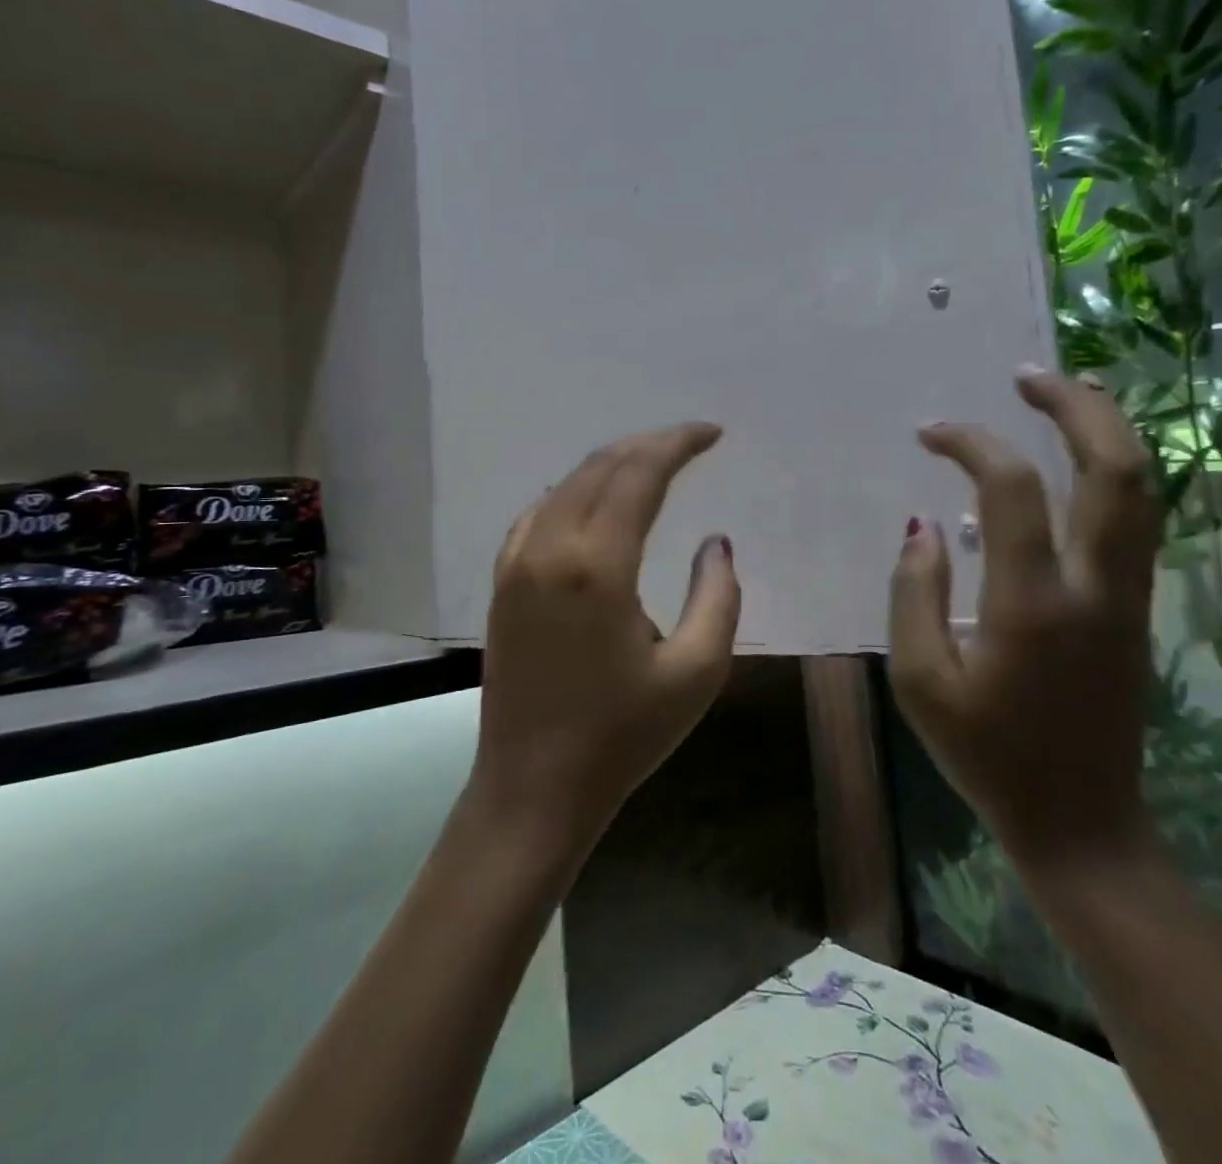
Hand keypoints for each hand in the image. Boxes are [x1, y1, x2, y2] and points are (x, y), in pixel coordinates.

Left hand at [473, 423, 740, 846]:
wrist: (533, 787)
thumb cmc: (622, 736)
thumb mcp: (696, 673)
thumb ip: (718, 597)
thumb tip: (715, 543)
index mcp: (598, 565)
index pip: (639, 474)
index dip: (677, 443)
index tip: (712, 434)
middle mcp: (550, 548)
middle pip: (600, 467)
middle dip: (648, 444)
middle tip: (690, 442)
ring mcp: (517, 563)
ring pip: (566, 485)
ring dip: (612, 465)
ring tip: (653, 465)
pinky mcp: (502, 583)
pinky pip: (539, 513)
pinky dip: (574, 492)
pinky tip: (594, 502)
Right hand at [888, 369, 1162, 871]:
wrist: (1082, 822)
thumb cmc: (988, 756)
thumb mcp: (920, 683)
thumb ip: (913, 595)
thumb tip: (922, 527)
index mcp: (1032, 605)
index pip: (1010, 490)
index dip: (971, 443)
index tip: (931, 432)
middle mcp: (1096, 587)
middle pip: (1116, 470)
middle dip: (1078, 407)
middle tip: (1029, 376)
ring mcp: (1130, 598)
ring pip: (1145, 491)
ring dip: (1109, 430)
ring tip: (1066, 394)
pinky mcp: (1139, 611)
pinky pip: (1138, 521)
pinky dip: (1114, 472)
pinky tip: (1081, 460)